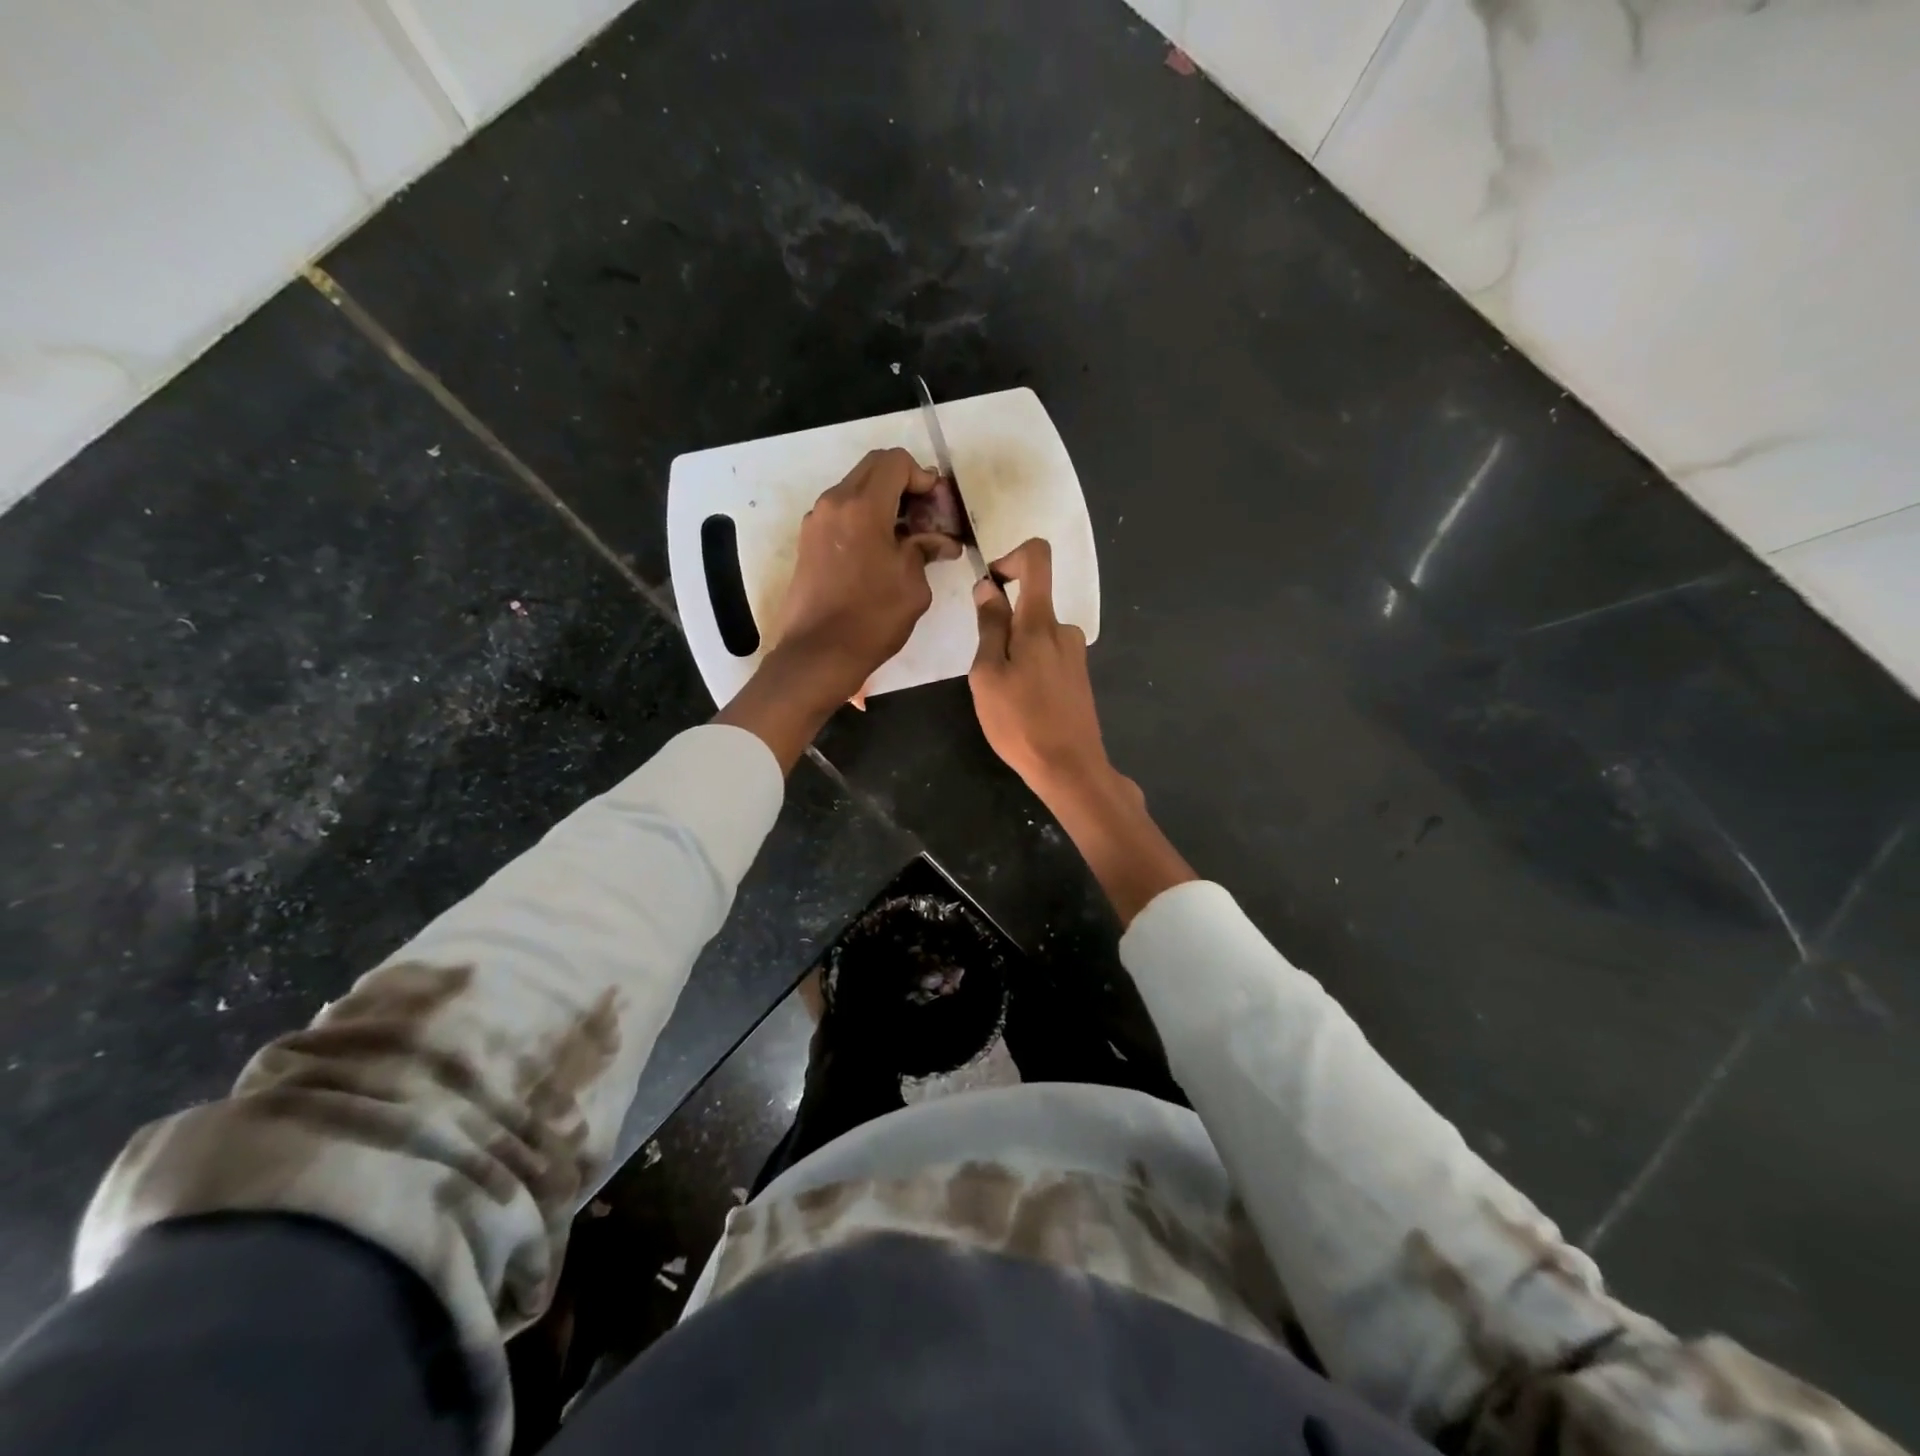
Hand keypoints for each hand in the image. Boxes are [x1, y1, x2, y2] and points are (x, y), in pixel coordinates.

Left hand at [773, 447, 960, 703]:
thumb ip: (925, 551)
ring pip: (854, 489)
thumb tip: (941, 542)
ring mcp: (816, 521)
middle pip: (873, 468)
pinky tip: (880, 550)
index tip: (936, 506)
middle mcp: (834, 503)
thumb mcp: (913, 585)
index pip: (895, 462)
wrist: (818, 653)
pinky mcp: (807, 542)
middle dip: (903, 483)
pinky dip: (864, 518)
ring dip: (882, 501)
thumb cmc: (872, 618)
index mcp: (862, 506)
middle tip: (924, 516)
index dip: (922, 477)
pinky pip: (841, 513)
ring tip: (905, 536)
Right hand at [969, 537, 1194, 924]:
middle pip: (1030, 605)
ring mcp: (1075, 654)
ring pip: (1035, 636)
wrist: (1070, 768)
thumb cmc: (1020, 722)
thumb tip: (988, 587)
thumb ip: (989, 626)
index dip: (1010, 557)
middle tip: (987, 672)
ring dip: (1013, 654)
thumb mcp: (988, 674)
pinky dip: (1028, 669)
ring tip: (1004, 696)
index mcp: (1041, 622)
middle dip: (1002, 626)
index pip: (1037, 558)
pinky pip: (1046, 657)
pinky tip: (1022, 705)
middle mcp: (1064, 629)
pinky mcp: (1078, 676)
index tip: (990, 584)